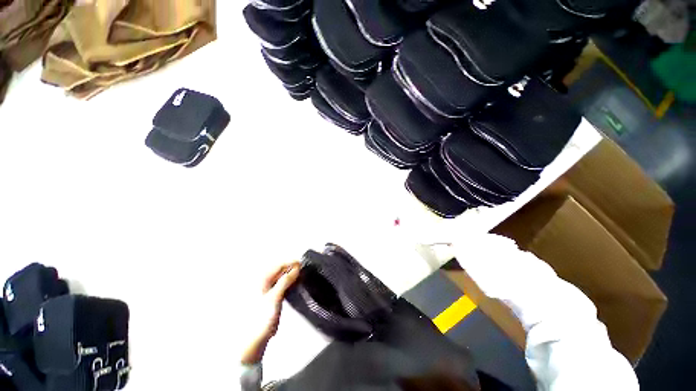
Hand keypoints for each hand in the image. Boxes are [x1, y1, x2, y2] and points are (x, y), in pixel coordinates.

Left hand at [241, 262, 300, 364]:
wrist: (255, 339)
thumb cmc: (262, 317)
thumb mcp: (275, 297)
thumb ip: (285, 281)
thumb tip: (296, 268)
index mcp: (262, 280)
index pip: (278, 265)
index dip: (290, 263)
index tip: (302, 263)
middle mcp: (264, 283)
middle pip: (280, 271)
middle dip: (291, 268)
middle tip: (303, 269)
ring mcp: (267, 291)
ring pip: (282, 278)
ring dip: (291, 276)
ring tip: (301, 276)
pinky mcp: (272, 298)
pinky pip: (282, 286)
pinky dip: (289, 283)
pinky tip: (295, 285)